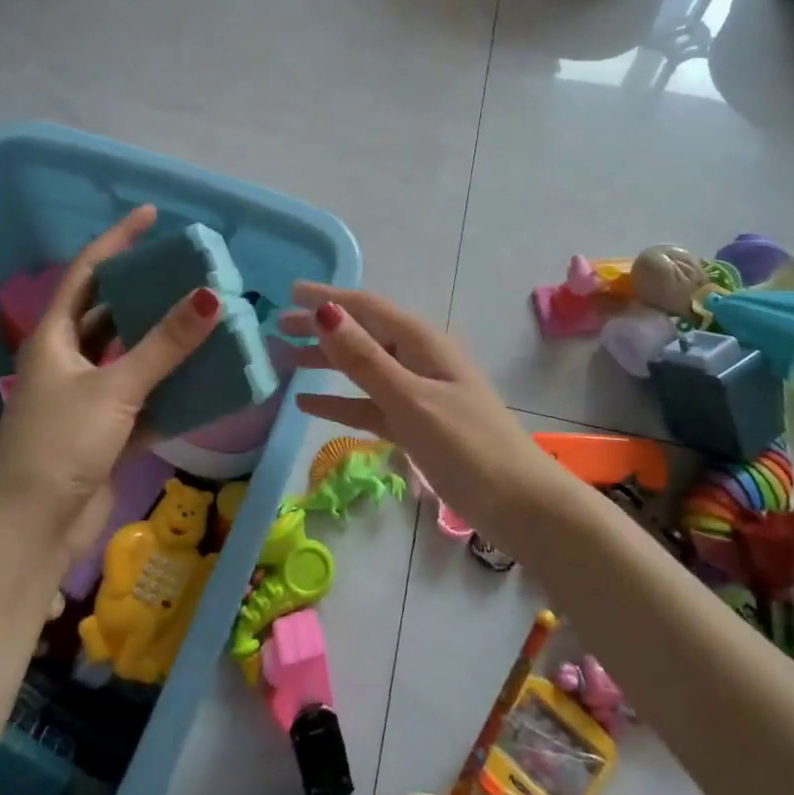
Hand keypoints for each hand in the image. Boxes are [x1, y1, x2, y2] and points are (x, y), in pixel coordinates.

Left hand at [0, 205, 220, 570]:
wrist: (32, 529)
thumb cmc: (60, 444)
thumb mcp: (115, 388)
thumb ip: (165, 345)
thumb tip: (211, 296)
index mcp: (54, 339)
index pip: (87, 273)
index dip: (117, 241)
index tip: (152, 217)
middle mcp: (68, 361)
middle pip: (111, 313)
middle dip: (147, 293)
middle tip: (190, 274)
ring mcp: (87, 398)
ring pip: (131, 357)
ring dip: (164, 343)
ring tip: (206, 319)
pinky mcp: (106, 431)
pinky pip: (146, 399)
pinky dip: (172, 390)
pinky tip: (206, 379)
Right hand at [281, 284, 564, 555]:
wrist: (517, 503)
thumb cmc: (466, 446)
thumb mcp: (410, 399)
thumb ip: (365, 359)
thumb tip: (324, 312)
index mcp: (421, 343)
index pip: (367, 307)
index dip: (328, 297)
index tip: (289, 291)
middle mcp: (418, 359)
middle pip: (362, 334)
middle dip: (321, 327)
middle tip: (276, 326)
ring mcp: (417, 393)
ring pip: (363, 368)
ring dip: (326, 361)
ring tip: (284, 358)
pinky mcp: (415, 424)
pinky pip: (369, 403)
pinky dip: (340, 400)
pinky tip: (308, 403)